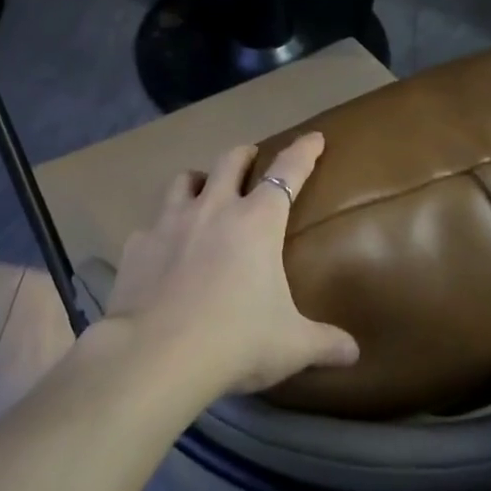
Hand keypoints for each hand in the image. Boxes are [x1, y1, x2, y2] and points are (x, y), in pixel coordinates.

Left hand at [102, 134, 359, 396]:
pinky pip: (150, 227)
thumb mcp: (291, 346)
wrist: (158, 353)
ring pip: (183, 181)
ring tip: (202, 189)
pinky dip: (161, 232)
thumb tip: (353, 352)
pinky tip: (162, 251)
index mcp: (256, 223)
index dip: (302, 152)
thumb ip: (325, 343)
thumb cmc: (236, 341)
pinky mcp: (137, 244)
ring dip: (197, 180)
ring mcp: (169, 222)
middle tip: (251, 157)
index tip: (313, 137)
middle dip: (244, 154)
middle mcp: (212, 209)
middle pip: (229, 162)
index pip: (287, 173)